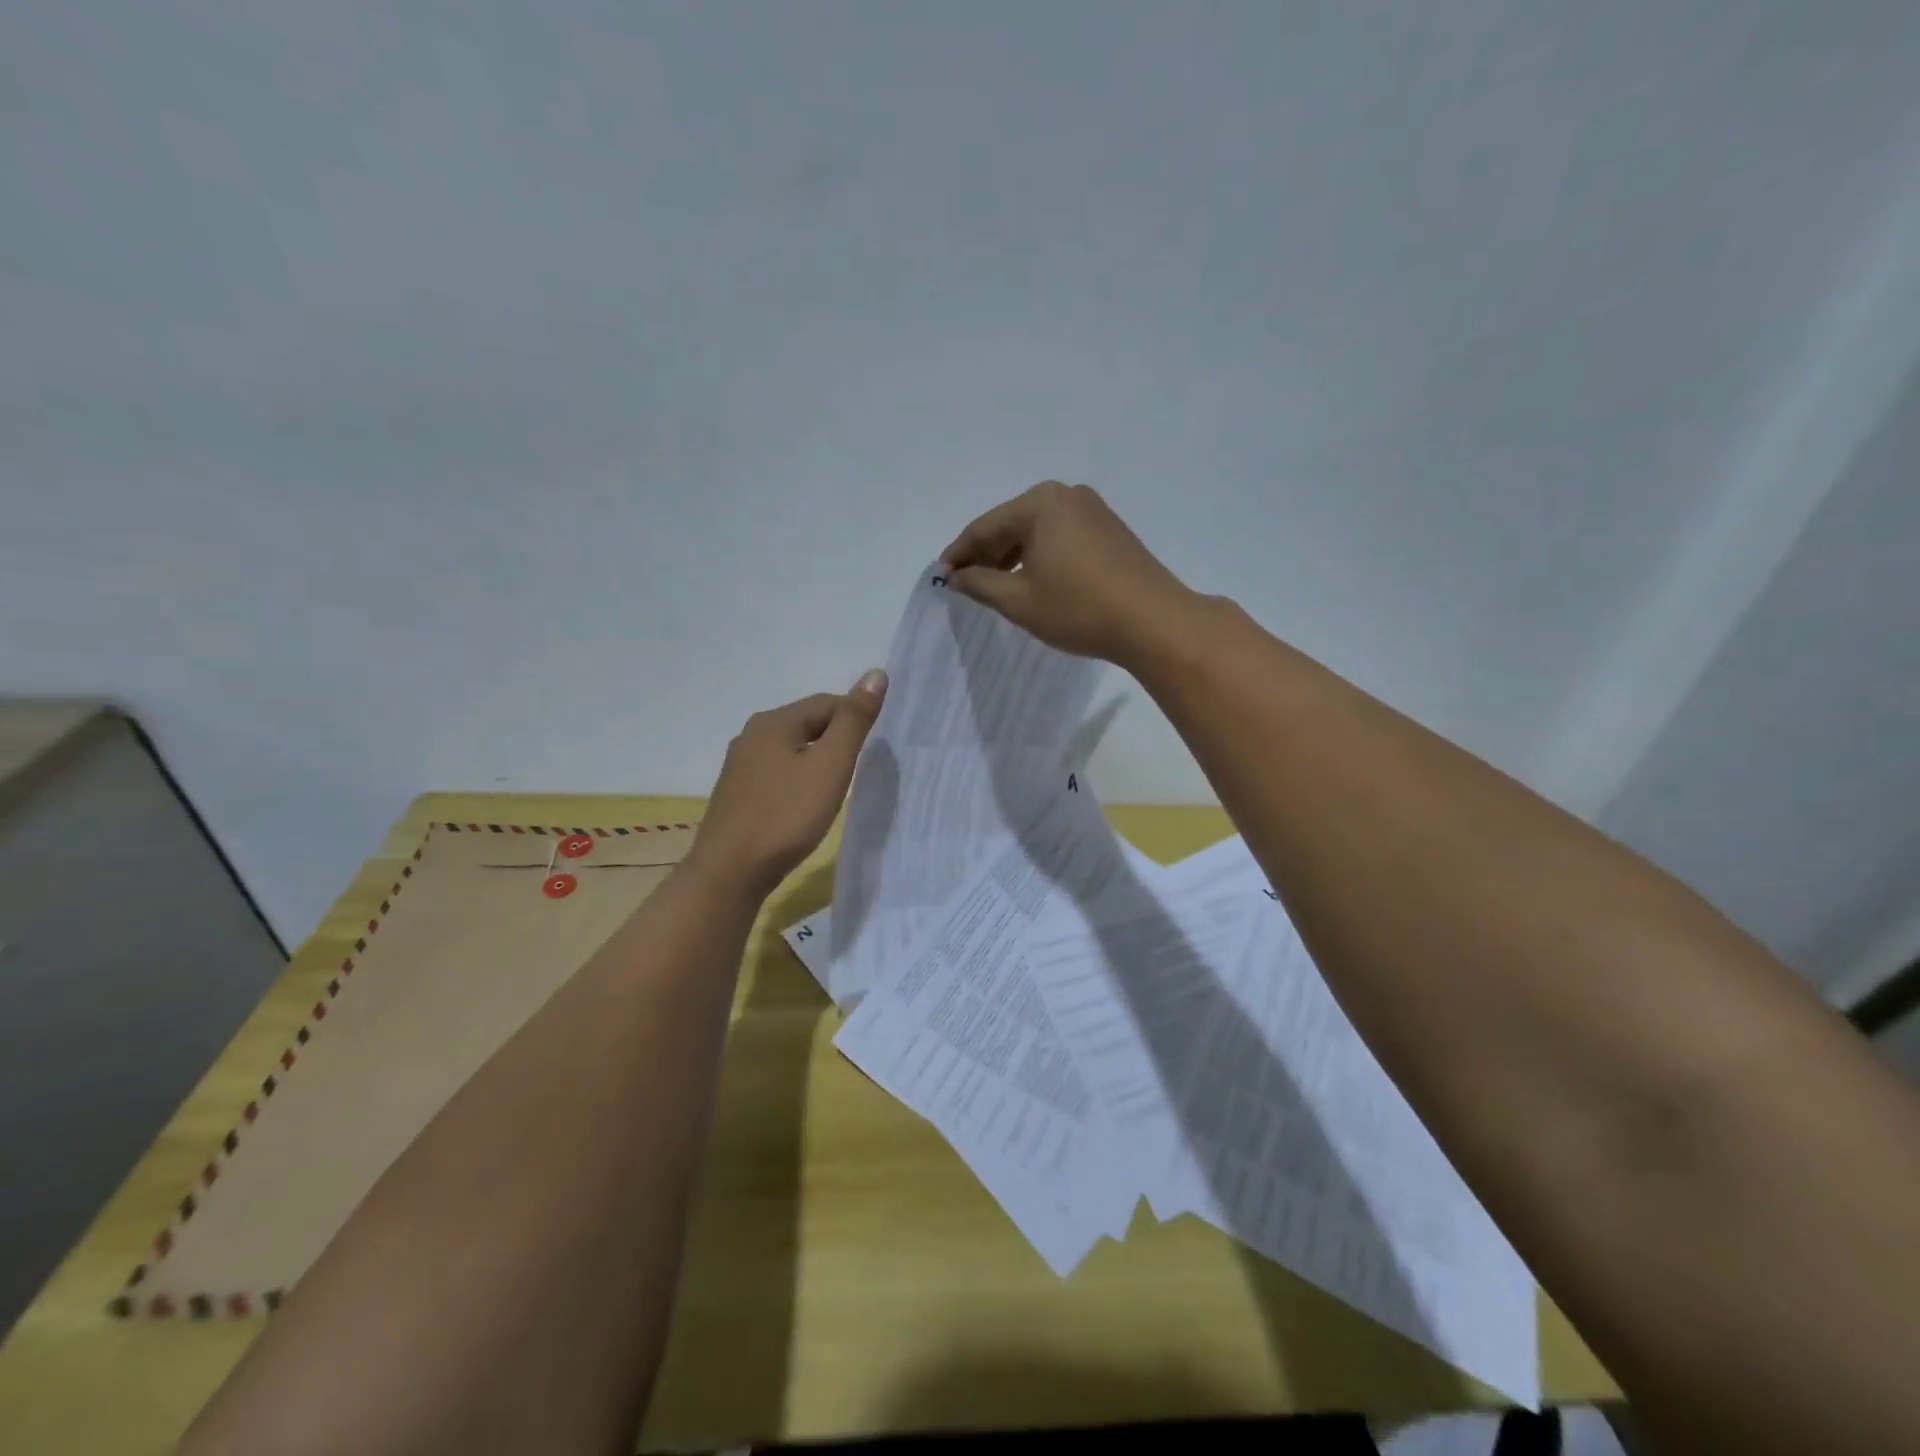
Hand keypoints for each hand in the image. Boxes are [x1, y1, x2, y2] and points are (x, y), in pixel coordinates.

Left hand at [686, 672, 887, 899]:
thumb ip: (854, 721)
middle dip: (837, 739)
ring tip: (837, 787)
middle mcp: (752, 735)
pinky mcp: (737, 792)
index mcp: (774, 721)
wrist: (730, 872)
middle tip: (859, 769)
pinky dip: (798, 779)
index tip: (874, 749)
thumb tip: (875, 673)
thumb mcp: (830, 766)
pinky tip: (805, 803)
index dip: (856, 719)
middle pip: (807, 723)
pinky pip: (777, 772)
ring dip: (817, 760)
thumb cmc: (786, 816)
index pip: (827, 703)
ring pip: (791, 749)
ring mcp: (740, 765)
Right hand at [941, 481, 1198, 664]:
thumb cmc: (1079, 609)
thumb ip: (980, 584)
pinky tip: (1032, 581)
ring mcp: (1093, 510)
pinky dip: (1039, 557)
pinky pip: (1060, 538)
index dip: (958, 555)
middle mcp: (1066, 495)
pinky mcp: (1110, 530)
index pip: (984, 528)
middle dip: (986, 555)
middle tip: (964, 584)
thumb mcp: (1019, 600)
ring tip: (994, 587)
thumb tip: (956, 577)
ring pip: (1037, 532)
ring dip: (1012, 557)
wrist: (1153, 622)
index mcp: (1039, 503)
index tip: (940, 577)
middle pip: (1011, 525)